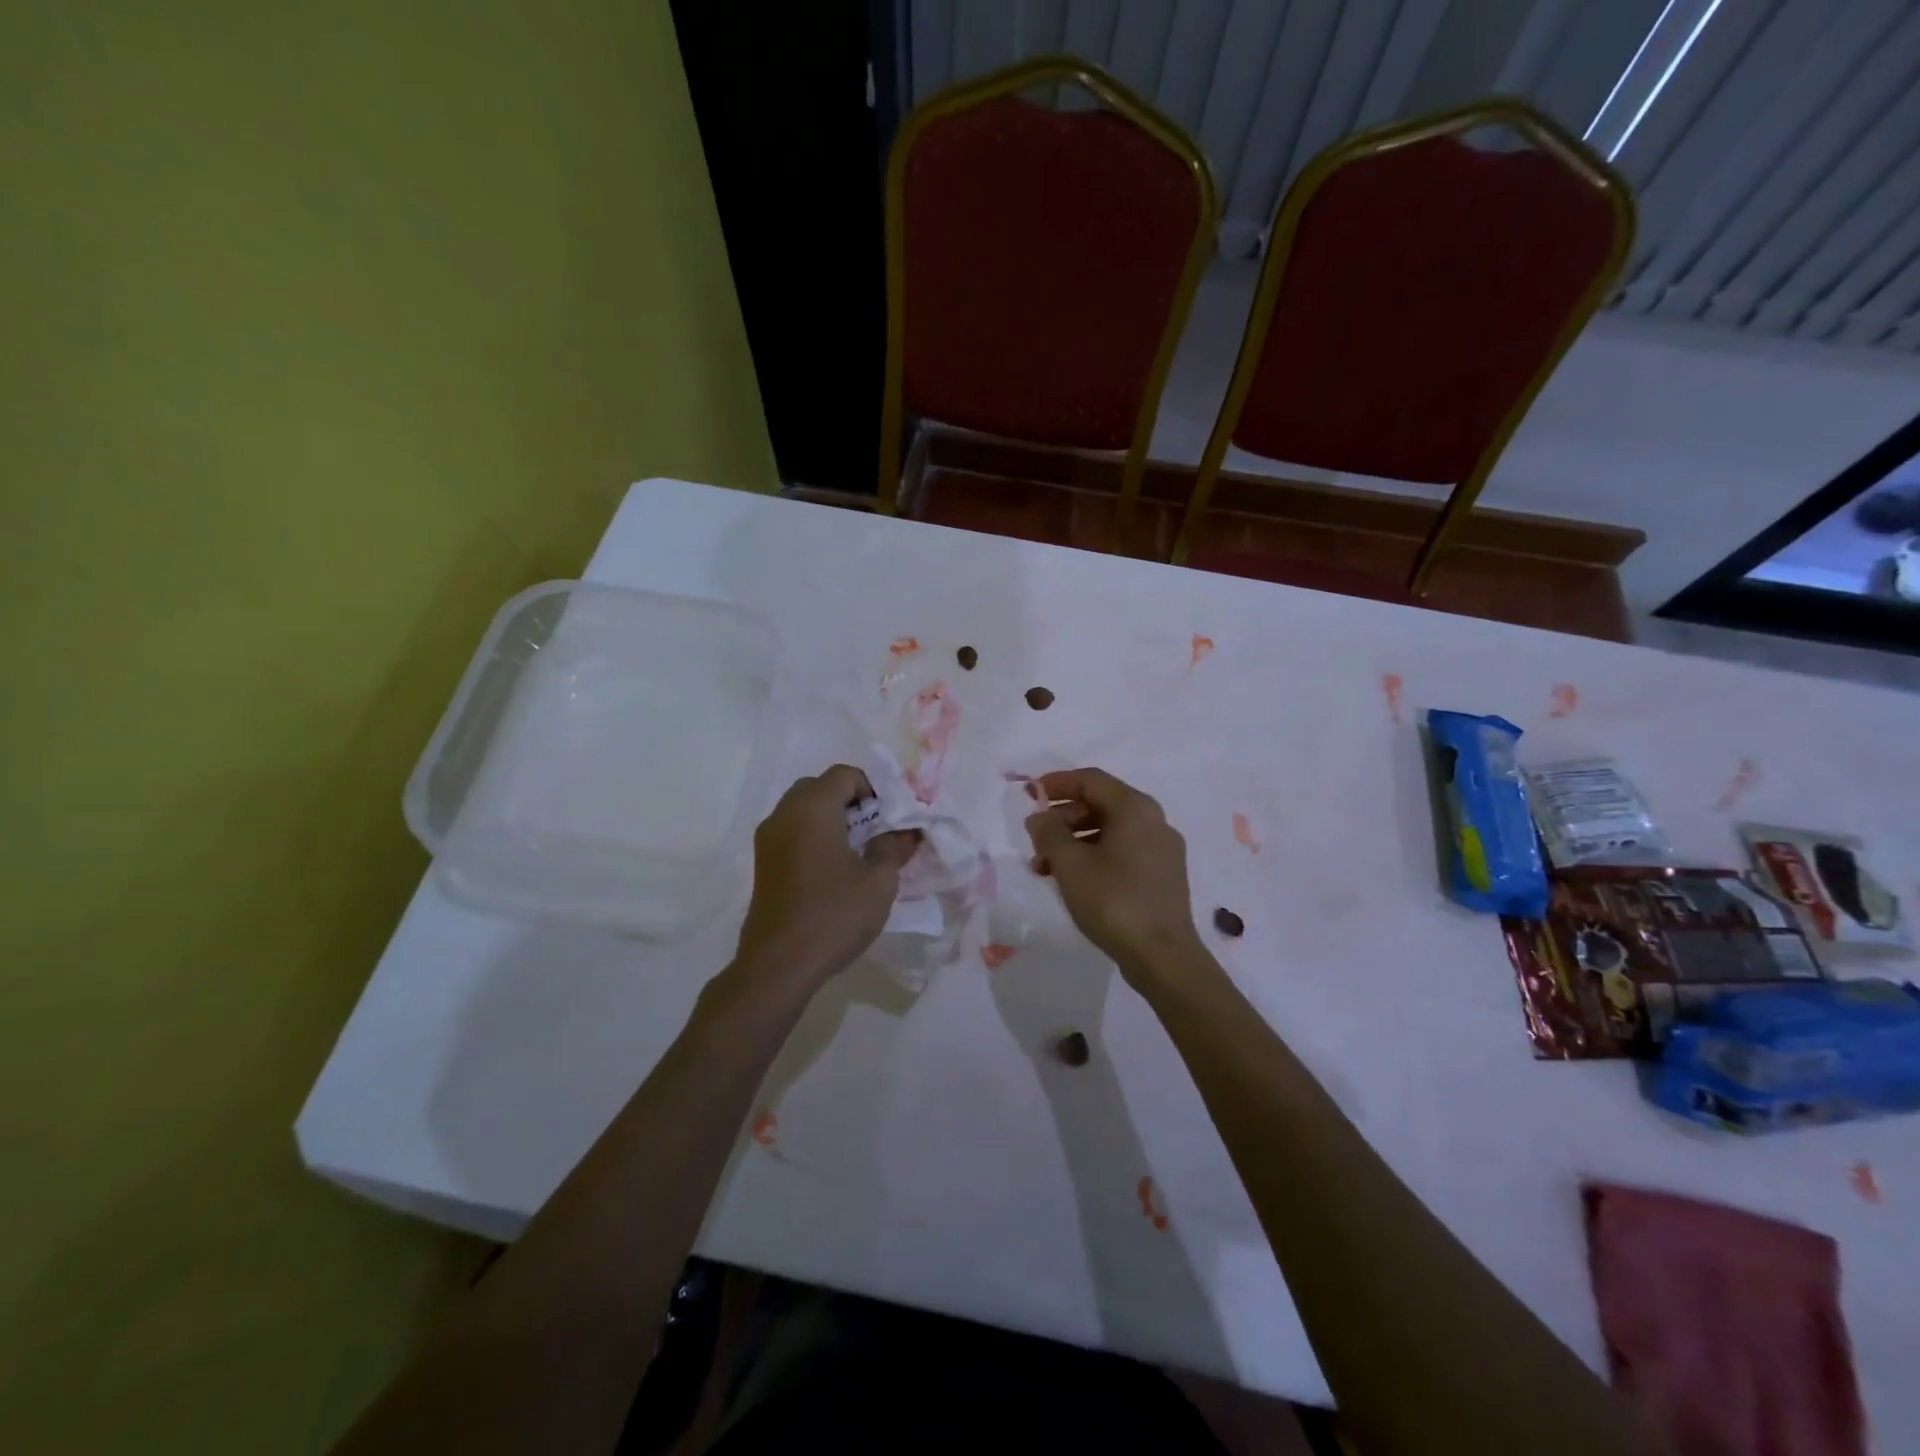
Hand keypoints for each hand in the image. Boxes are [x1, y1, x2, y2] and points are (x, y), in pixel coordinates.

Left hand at [732, 766, 919, 997]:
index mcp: (812, 808)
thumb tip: (906, 831)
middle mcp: (784, 813)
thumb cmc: (834, 915)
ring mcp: (768, 838)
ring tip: (856, 853)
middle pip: (821, 787)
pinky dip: (814, 836)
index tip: (889, 820)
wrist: (778, 964)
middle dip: (851, 802)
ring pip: (803, 809)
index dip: (873, 790)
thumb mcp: (879, 881)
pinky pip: (792, 831)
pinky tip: (832, 870)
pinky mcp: (763, 862)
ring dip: (832, 819)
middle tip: (874, 832)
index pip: (845, 775)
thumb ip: (894, 847)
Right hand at [1025, 768, 1204, 984]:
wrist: (1163, 956)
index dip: (1057, 784)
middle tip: (1035, 840)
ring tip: (1045, 868)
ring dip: (1074, 842)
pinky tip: (1073, 881)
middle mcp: (1154, 821)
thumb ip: (1049, 833)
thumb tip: (1040, 818)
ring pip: (1110, 831)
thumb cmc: (1113, 900)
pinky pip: (1123, 852)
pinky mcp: (1163, 876)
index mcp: (1135, 808)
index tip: (1030, 795)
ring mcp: (1162, 850)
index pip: (1090, 780)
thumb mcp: (1070, 864)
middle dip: (1062, 818)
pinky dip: (1094, 857)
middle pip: (1100, 804)